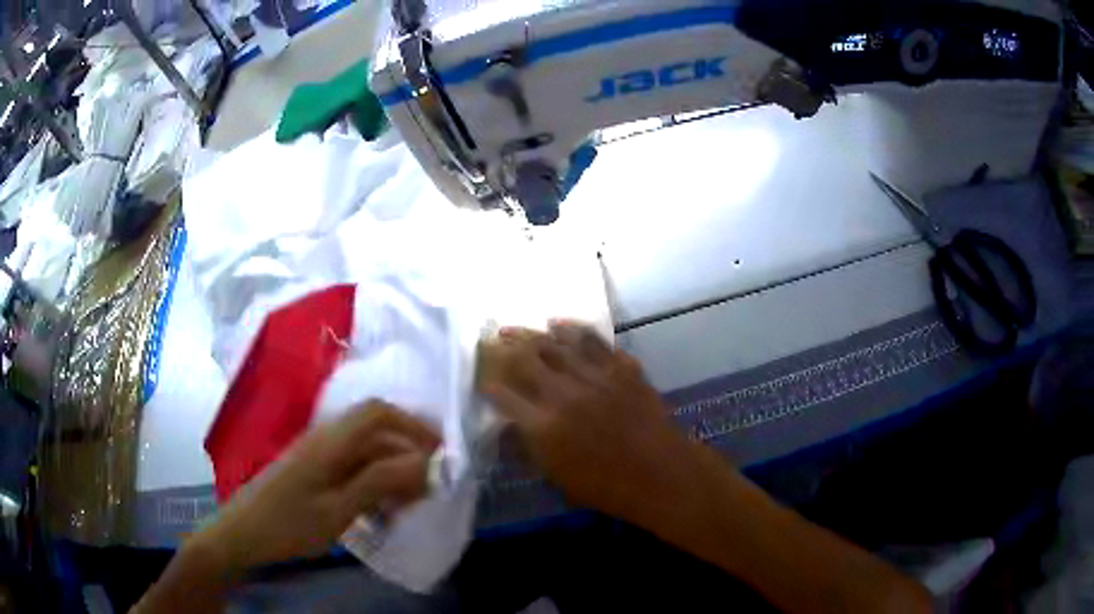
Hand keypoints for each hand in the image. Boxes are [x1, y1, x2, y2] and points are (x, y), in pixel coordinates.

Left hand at [192, 400, 439, 570]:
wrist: (243, 534)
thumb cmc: (289, 523)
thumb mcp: (338, 509)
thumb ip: (380, 481)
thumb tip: (423, 461)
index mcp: (330, 441)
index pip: (378, 412)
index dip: (413, 425)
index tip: (440, 452)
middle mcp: (325, 439)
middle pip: (375, 433)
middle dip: (407, 455)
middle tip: (428, 490)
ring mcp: (317, 455)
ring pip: (366, 453)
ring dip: (392, 473)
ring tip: (408, 506)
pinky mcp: (313, 472)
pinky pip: (352, 469)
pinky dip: (374, 484)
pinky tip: (381, 511)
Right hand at [480, 323, 697, 523]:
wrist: (660, 472)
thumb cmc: (608, 486)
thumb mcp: (558, 477)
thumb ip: (532, 448)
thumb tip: (512, 426)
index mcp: (544, 426)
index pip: (504, 397)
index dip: (489, 386)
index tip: (483, 380)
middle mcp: (564, 394)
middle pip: (525, 360)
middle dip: (503, 348)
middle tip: (492, 339)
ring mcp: (595, 377)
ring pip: (556, 344)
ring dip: (531, 334)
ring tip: (515, 327)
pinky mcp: (620, 367)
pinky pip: (593, 341)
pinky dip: (573, 330)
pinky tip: (559, 324)